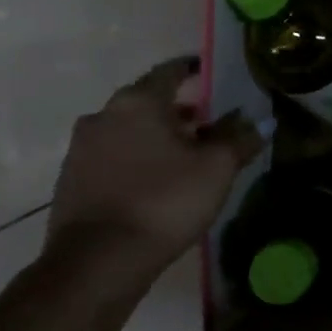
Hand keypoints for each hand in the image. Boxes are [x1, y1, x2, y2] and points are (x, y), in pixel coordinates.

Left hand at [47, 57, 262, 271]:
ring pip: (127, 128)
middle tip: (206, 120)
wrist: (97, 262)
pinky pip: (112, 155)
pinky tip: (155, 180)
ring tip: (184, 154)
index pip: (170, 70)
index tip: (208, 71)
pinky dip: (135, 157)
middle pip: (146, 100)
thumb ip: (239, 138)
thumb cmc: (165, 201)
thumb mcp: (216, 168)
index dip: (192, 69)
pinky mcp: (71, 180)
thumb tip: (261, 120)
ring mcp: (81, 148)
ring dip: (155, 134)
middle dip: (177, 107)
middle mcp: (104, 115)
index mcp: (139, 101)